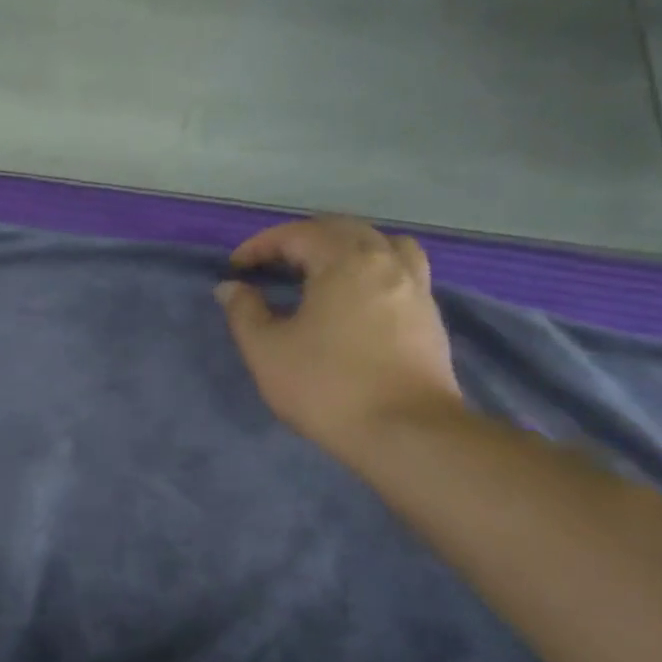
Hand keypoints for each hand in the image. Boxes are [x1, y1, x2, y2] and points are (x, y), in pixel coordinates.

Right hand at [214, 217, 462, 458]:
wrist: (405, 432)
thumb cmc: (326, 386)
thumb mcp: (266, 350)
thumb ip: (244, 312)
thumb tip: (231, 287)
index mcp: (345, 262)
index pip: (298, 234)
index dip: (261, 245)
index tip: (236, 267)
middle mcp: (386, 262)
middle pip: (343, 230)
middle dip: (302, 239)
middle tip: (272, 264)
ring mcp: (416, 288)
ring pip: (383, 244)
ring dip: (347, 247)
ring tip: (324, 271)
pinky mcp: (430, 317)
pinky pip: (401, 272)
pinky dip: (373, 270)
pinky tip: (356, 300)